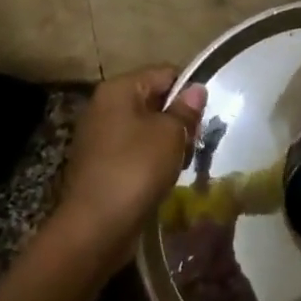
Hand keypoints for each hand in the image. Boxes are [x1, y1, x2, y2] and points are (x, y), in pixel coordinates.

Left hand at [53, 67, 206, 267]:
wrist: (95, 226)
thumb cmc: (136, 169)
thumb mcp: (170, 134)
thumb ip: (185, 109)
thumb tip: (197, 89)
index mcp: (118, 89)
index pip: (165, 73)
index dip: (189, 91)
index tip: (205, 116)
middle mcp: (104, 106)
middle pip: (154, 100)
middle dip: (178, 119)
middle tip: (196, 142)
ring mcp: (99, 136)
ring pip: (146, 127)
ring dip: (167, 142)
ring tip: (182, 162)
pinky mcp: (100, 163)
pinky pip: (134, 150)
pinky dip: (151, 160)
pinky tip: (163, 177)